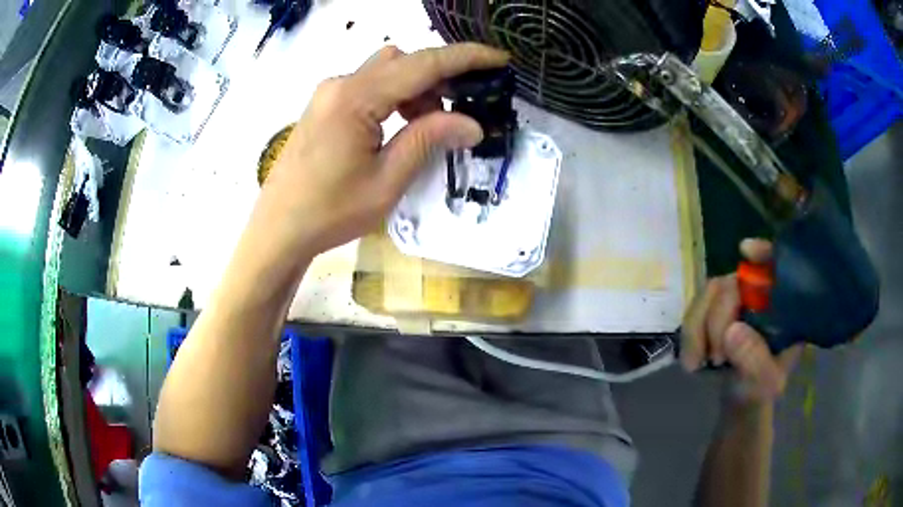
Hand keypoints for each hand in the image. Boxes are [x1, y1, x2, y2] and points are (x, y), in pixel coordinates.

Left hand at [260, 43, 508, 254]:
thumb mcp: (386, 181)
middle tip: (461, 110)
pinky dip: (394, 97)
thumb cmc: (329, 212)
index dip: (466, 58)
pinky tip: (400, 127)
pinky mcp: (325, 105)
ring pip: (386, 71)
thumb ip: (428, 141)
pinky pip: (368, 85)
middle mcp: (341, 84)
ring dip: (416, 89)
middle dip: (440, 78)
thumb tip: (472, 124)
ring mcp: (329, 93)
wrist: (279, 228)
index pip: (423, 63)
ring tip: (429, 127)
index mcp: (356, 98)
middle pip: (403, 60)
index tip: (499, 59)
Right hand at [680, 239, 802, 402]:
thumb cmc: (759, 391)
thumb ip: (755, 360)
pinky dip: (689, 334)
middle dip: (718, 318)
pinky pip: (693, 309)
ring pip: (709, 292)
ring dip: (698, 328)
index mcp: (783, 306)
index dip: (764, 252)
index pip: (778, 266)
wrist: (737, 403)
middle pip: (733, 282)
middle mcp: (759, 296)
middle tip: (717, 358)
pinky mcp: (712, 312)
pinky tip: (693, 361)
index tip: (745, 251)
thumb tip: (732, 330)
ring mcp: (734, 302)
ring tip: (700, 362)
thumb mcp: (765, 384)